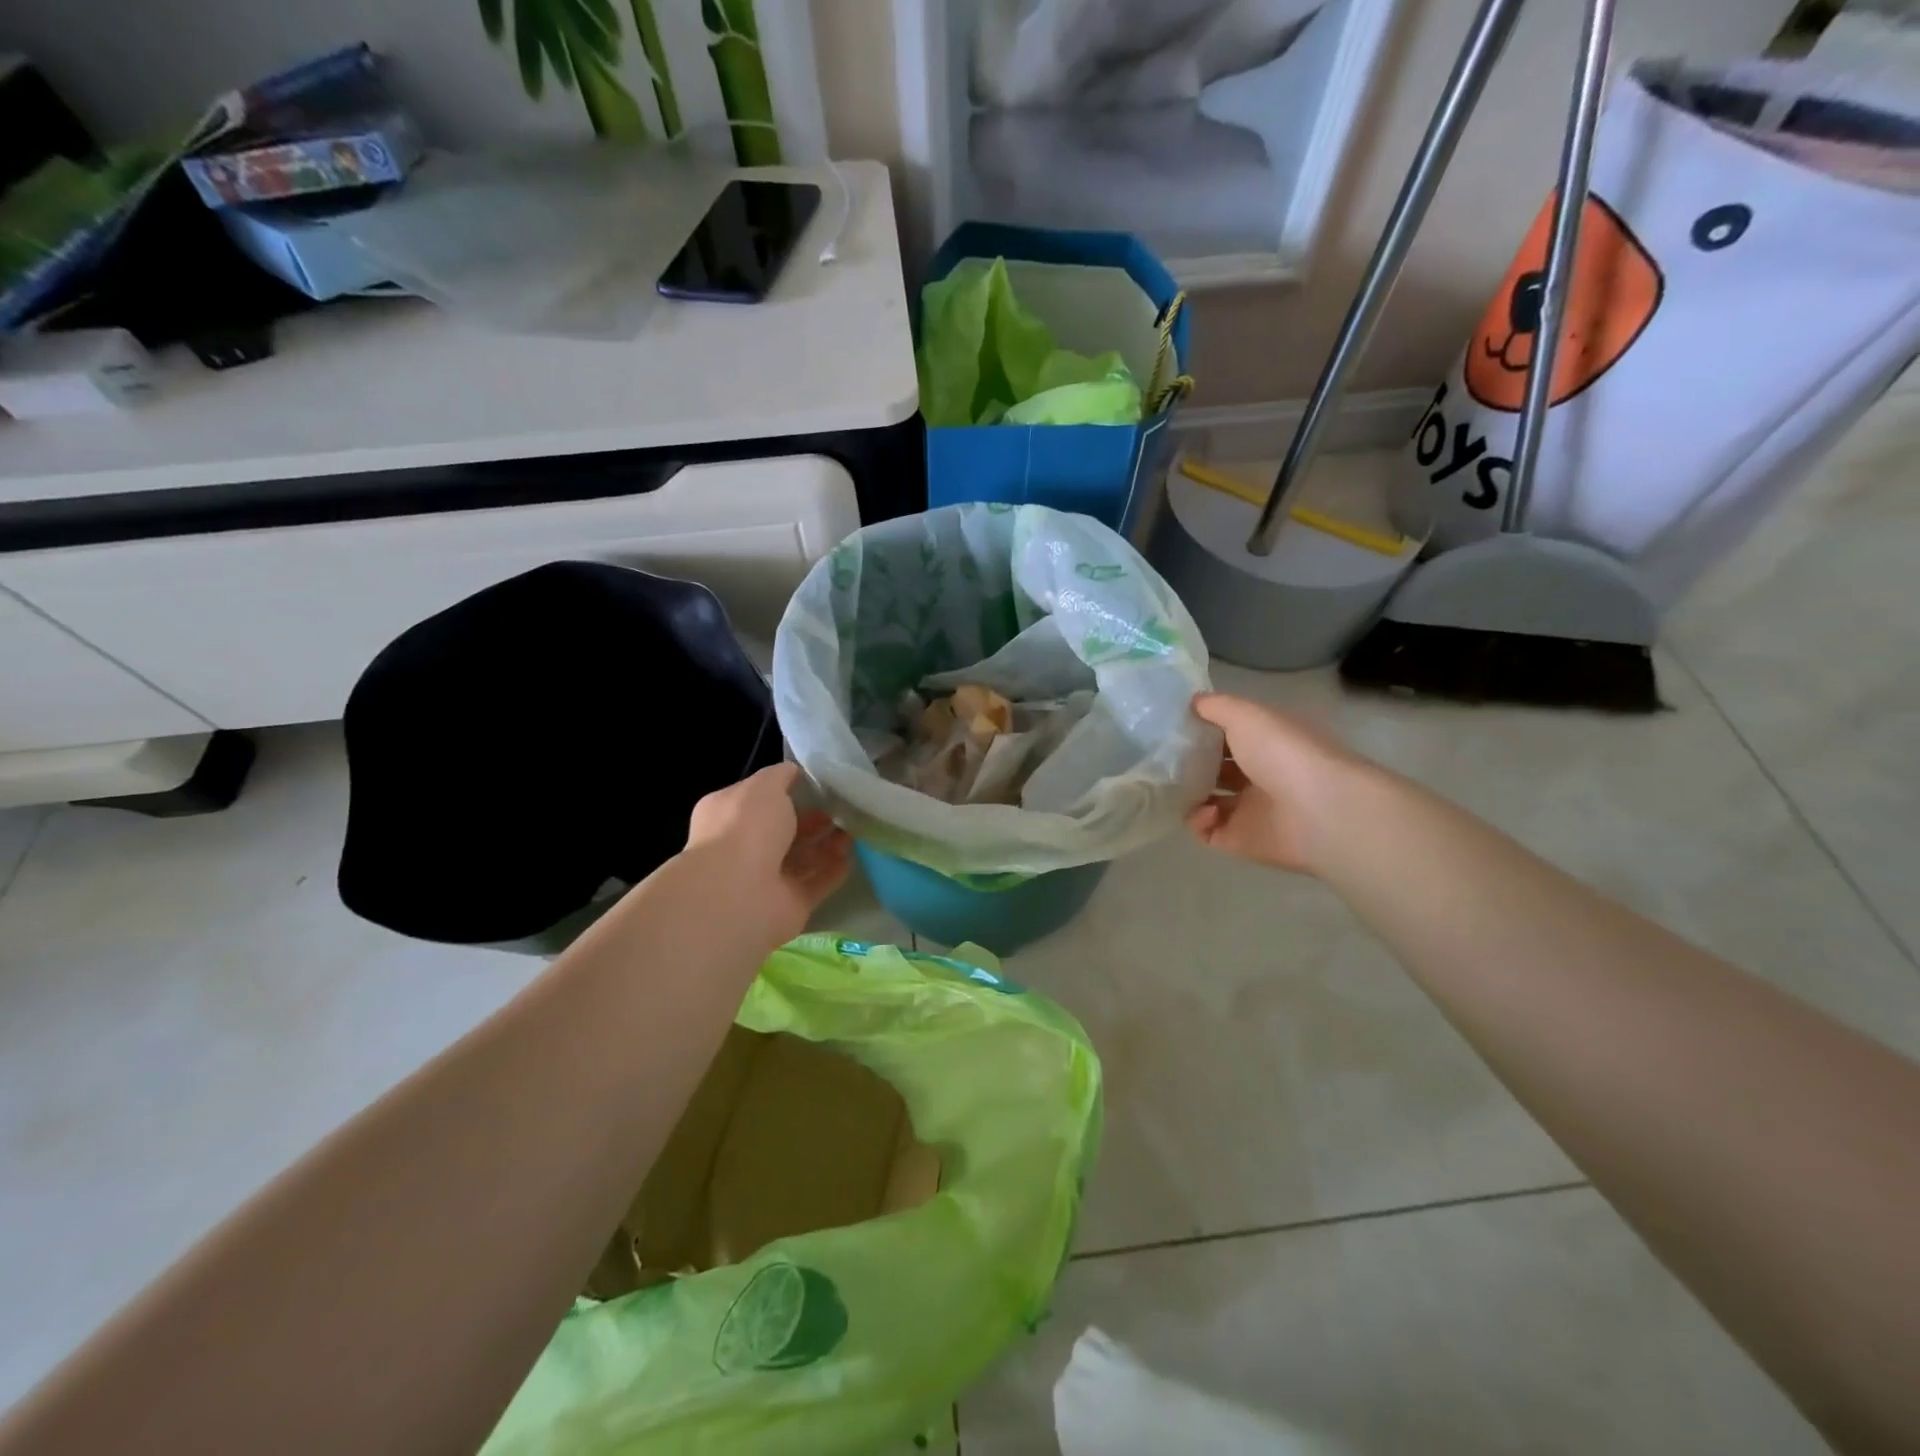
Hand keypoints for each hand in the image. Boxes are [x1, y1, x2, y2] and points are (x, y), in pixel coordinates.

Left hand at [684, 763, 852, 946]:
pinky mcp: (789, 904)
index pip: (759, 800)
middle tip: (843, 809)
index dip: (787, 791)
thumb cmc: (746, 829)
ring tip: (854, 831)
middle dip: (812, 819)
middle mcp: (744, 847)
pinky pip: (816, 884)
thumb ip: (780, 776)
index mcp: (729, 815)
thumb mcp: (764, 787)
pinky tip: (852, 857)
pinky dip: (833, 871)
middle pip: (784, 831)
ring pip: (802, 858)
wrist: (739, 893)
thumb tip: (793, 772)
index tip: (818, 784)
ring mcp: (766, 879)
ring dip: (827, 845)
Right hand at [1185, 693, 1366, 875]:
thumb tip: (1191, 703)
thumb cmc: (1283, 753)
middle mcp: (1260, 774)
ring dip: (1189, 793)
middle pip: (1217, 768)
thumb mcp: (1246, 715)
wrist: (1320, 811)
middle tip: (1163, 757)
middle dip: (1190, 763)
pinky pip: (1208, 831)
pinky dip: (1198, 821)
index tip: (1173, 726)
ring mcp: (1250, 810)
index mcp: (1267, 742)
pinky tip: (1203, 810)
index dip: (1203, 729)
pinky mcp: (1241, 840)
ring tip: (1172, 784)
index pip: (1229, 734)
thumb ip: (1215, 706)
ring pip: (1208, 800)